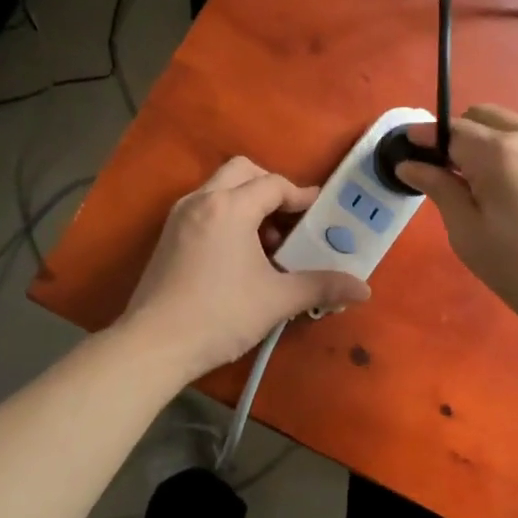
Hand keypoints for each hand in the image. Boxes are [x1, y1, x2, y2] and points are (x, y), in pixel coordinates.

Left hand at [121, 157, 370, 376]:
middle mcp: (202, 200)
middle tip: (289, 219)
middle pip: (243, 171)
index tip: (319, 213)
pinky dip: (226, 215)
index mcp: (230, 206)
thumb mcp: (277, 299)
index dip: (301, 196)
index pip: (274, 184)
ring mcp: (179, 216)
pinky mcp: (167, 236)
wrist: (153, 345)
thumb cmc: (220, 315)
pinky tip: (238, 254)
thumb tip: (364, 290)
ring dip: (247, 202)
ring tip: (266, 242)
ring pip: (219, 188)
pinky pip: (204, 207)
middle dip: (270, 188)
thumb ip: (321, 286)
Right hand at [397, 105, 517, 334]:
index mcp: (501, 153)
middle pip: (481, 117)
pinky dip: (516, 152)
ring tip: (488, 188)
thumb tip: (410, 164)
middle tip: (450, 178)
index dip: (425, 137)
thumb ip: (440, 189)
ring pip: (510, 126)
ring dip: (489, 144)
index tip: (406, 149)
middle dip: (458, 138)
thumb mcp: (470, 236)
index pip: (451, 129)